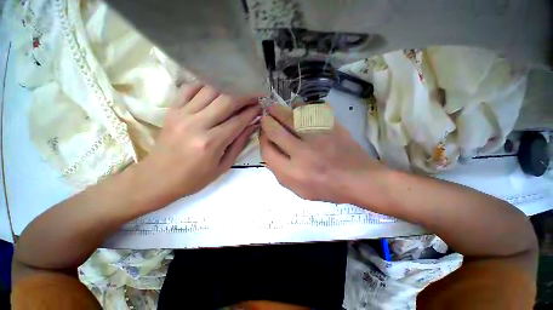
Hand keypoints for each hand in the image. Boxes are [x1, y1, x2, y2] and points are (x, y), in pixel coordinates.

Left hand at [139, 83, 260, 201]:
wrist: (158, 179)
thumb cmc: (194, 178)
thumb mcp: (223, 166)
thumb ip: (239, 143)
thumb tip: (252, 125)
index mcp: (211, 142)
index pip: (238, 120)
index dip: (252, 111)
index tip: (261, 106)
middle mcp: (197, 124)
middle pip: (226, 100)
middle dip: (244, 95)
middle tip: (254, 94)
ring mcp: (182, 114)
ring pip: (209, 90)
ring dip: (228, 87)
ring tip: (238, 90)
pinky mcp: (171, 110)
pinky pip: (189, 88)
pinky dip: (205, 85)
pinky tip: (215, 89)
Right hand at [260, 104, 384, 203]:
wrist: (359, 179)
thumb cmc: (327, 188)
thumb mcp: (298, 190)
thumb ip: (280, 173)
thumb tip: (269, 152)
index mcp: (292, 173)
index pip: (267, 151)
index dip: (262, 140)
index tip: (264, 135)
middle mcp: (302, 153)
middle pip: (274, 130)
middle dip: (266, 122)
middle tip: (265, 117)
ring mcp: (317, 137)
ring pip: (290, 116)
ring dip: (278, 110)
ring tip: (274, 108)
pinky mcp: (331, 127)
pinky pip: (310, 110)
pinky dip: (300, 107)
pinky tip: (296, 108)